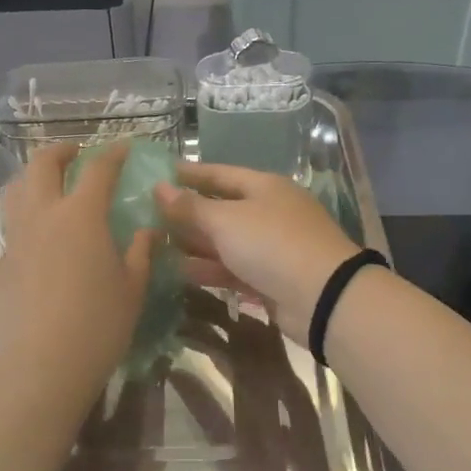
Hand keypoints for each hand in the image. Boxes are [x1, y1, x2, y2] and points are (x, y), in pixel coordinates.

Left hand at [0, 143, 159, 421]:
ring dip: (34, 175)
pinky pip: (12, 222)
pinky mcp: (2, 262)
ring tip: (51, 184)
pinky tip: (42, 233)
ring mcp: (17, 238)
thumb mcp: (131, 288)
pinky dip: (26, 211)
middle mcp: (43, 215)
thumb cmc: (96, 325)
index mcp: (80, 215)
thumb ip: (140, 252)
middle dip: (61, 150)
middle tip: (77, 153)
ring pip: (16, 188)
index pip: (97, 169)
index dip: (113, 153)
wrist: (38, 367)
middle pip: (42, 164)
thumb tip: (148, 231)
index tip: (125, 146)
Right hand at [155, 162, 359, 343]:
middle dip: (187, 213)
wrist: (323, 297)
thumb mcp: (226, 220)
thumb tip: (159, 187)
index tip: (158, 175)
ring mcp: (272, 247)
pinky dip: (209, 269)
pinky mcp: (271, 279)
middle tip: (148, 215)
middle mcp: (269, 212)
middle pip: (221, 208)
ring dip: (194, 244)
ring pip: (226, 242)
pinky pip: (233, 268)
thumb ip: (190, 206)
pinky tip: (180, 272)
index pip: (220, 174)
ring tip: (156, 245)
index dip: (189, 174)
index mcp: (264, 187)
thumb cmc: (272, 244)